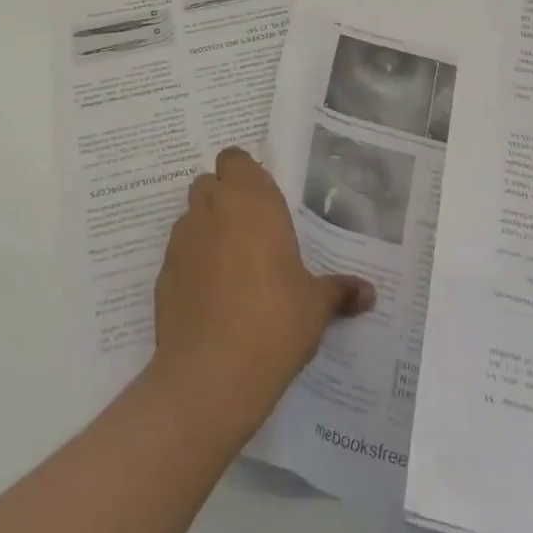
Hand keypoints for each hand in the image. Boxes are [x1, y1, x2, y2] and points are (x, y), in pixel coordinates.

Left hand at [151, 147, 373, 433]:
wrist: (212, 374)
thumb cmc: (275, 321)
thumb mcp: (316, 306)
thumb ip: (339, 291)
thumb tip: (369, 293)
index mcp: (252, 200)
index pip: (235, 158)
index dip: (244, 173)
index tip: (262, 198)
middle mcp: (213, 209)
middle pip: (210, 182)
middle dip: (225, 197)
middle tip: (250, 229)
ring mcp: (182, 240)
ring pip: (191, 215)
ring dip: (207, 227)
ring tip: (231, 264)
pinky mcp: (163, 273)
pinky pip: (179, 253)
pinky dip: (192, 263)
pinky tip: (210, 295)